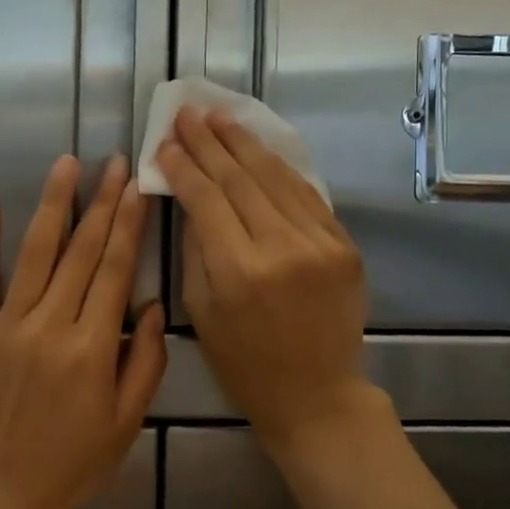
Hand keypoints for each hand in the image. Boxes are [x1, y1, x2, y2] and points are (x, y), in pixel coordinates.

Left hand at [0, 155, 166, 508]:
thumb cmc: (72, 464)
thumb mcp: (127, 422)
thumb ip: (145, 361)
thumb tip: (150, 306)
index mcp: (91, 347)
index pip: (113, 270)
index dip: (126, 224)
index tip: (135, 186)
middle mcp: (49, 326)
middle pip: (79, 252)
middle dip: (100, 202)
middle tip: (112, 162)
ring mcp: (6, 327)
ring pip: (33, 254)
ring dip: (51, 206)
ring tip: (65, 164)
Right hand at [157, 109, 384, 454]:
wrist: (317, 394)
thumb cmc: (245, 363)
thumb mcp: (201, 311)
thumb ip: (195, 247)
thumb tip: (189, 195)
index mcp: (239, 271)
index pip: (205, 199)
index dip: (182, 166)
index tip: (164, 141)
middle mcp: (283, 248)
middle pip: (240, 178)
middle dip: (209, 143)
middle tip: (188, 114)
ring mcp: (321, 243)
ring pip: (276, 177)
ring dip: (245, 144)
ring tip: (220, 118)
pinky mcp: (345, 245)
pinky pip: (307, 195)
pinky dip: (280, 169)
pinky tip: (259, 149)